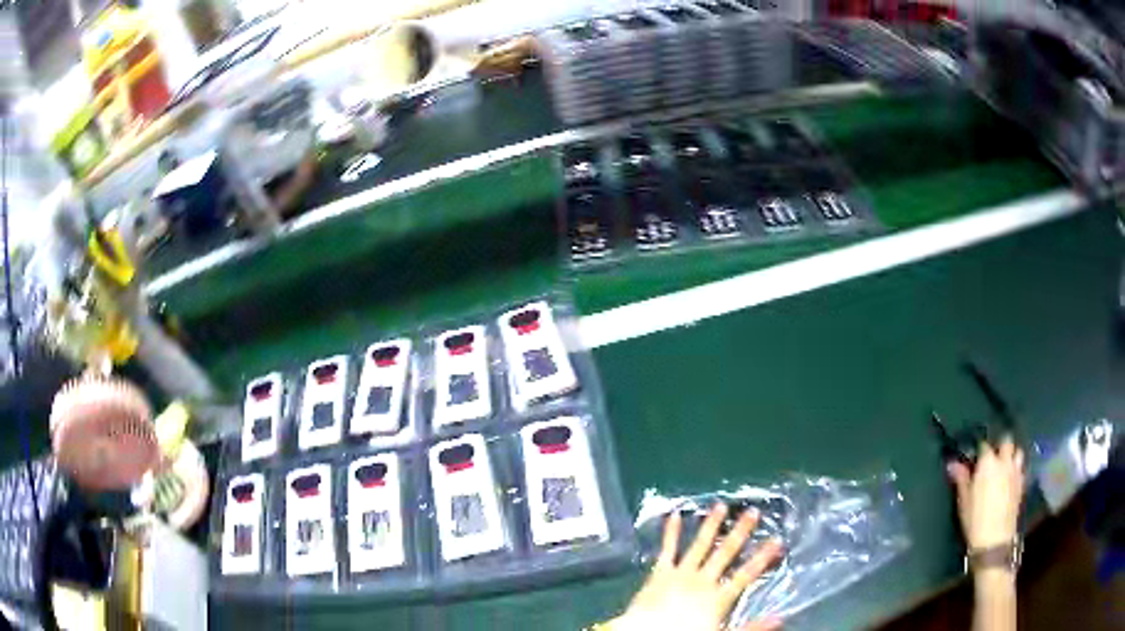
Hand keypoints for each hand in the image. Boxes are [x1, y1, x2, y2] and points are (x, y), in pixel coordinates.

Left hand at [610, 503, 783, 630]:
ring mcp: (680, 574)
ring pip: (699, 545)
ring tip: (720, 505)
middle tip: (753, 511)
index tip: (778, 540)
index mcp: (718, 597)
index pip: (747, 574)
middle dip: (740, 532)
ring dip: (710, 525)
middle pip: (725, 553)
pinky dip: (670, 533)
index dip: (763, 557)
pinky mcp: (659, 574)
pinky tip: (673, 515)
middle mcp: (702, 580)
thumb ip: (751, 627)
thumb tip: (780, 618)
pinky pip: (667, 550)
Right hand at [947, 436, 1025, 550]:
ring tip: (1005, 464)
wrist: (995, 539)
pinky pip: (1021, 468)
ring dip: (1012, 454)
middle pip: (1006, 441)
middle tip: (993, 456)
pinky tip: (1011, 478)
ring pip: (1018, 452)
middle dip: (1000, 445)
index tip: (974, 457)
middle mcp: (1004, 460)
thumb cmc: (975, 519)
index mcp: (988, 462)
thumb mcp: (963, 501)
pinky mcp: (1022, 483)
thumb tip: (952, 463)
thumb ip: (961, 479)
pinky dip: (1017, 469)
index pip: (984, 445)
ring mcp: (1016, 471)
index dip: (979, 450)